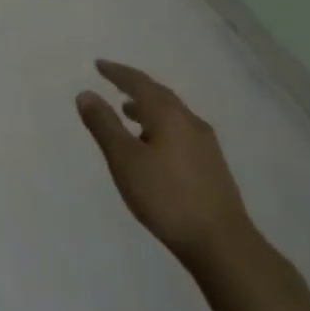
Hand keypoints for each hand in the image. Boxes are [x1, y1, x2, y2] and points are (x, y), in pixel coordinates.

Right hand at [78, 60, 258, 272]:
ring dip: (148, 107)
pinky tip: (154, 144)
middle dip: (135, 85)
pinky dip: (161, 125)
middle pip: (159, 94)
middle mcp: (190, 122)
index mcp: (168, 115)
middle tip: (113, 81)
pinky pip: (180, 130)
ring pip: (172, 113)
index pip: (139, 83)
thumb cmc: (167, 197)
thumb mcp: (125, 159)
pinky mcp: (212, 166)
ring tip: (128, 112)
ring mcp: (206, 145)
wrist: (223, 245)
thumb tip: (86, 93)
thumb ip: (104, 125)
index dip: (117, 72)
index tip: (99, 65)